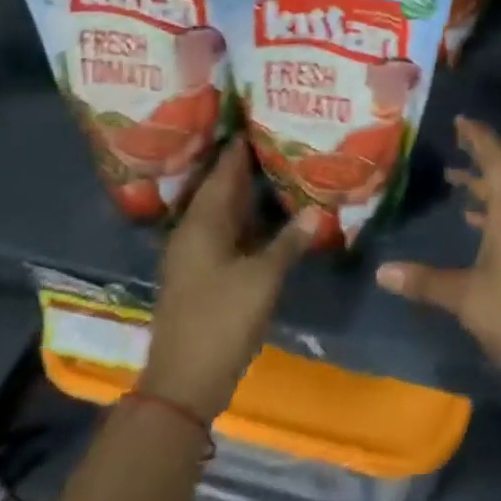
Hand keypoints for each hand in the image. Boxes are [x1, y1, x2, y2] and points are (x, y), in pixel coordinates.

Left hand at [143, 139, 318, 421]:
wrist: (184, 384)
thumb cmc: (221, 321)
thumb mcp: (262, 278)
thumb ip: (290, 241)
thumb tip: (316, 210)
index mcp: (202, 222)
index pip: (223, 169)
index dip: (242, 143)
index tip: (264, 115)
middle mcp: (194, 230)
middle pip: (223, 187)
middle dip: (250, 164)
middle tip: (282, 138)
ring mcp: (196, 253)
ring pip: (226, 211)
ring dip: (251, 192)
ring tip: (284, 167)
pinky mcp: (204, 273)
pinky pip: (228, 232)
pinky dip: (249, 219)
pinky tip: (274, 215)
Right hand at [375, 117, 500, 402]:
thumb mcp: (467, 298)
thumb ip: (425, 282)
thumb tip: (382, 271)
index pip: (496, 160)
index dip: (480, 137)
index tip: (461, 120)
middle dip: (479, 155)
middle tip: (455, 139)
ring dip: (482, 184)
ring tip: (453, 178)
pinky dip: (489, 210)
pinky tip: (471, 221)